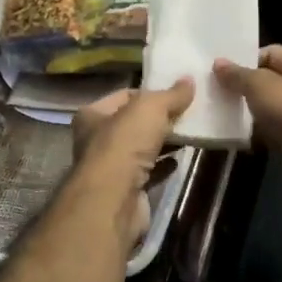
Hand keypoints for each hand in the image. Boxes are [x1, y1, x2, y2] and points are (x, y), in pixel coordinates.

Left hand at [68, 80, 193, 245]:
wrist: (114, 200)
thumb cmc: (124, 144)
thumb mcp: (150, 108)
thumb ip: (171, 94)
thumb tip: (190, 80)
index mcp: (92, 115)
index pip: (124, 96)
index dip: (150, 93)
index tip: (176, 95)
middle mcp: (95, 140)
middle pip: (133, 123)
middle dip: (159, 120)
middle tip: (188, 114)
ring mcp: (110, 168)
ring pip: (141, 148)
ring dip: (163, 142)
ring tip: (189, 134)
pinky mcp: (125, 190)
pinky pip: (148, 171)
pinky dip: (163, 165)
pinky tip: (180, 160)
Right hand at [213, 45, 281, 158]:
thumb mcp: (259, 86)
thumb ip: (237, 74)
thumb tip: (218, 62)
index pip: (269, 52)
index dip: (245, 62)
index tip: (225, 77)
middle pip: (273, 78)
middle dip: (250, 88)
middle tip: (228, 97)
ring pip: (278, 103)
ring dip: (259, 110)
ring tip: (236, 117)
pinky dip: (270, 128)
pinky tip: (252, 136)